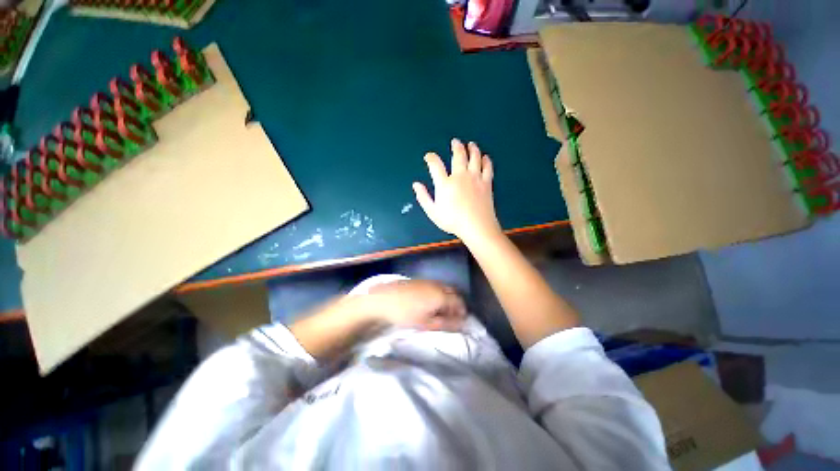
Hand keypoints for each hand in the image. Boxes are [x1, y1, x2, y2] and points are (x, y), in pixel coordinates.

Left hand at [367, 280, 466, 331]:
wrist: (383, 299)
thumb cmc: (406, 314)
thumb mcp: (426, 323)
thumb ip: (445, 324)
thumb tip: (461, 325)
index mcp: (441, 295)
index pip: (459, 302)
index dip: (462, 312)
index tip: (461, 321)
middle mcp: (437, 285)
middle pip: (453, 293)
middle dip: (456, 304)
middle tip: (451, 316)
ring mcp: (428, 281)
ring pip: (444, 288)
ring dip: (447, 298)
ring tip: (441, 310)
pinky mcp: (419, 280)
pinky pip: (435, 285)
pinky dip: (438, 293)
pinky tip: (430, 301)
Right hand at [413, 139, 501, 243]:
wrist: (477, 226)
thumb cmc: (453, 221)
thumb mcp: (433, 212)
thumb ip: (423, 197)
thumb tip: (416, 184)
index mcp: (445, 184)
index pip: (435, 165)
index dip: (431, 158)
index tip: (429, 156)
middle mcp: (460, 176)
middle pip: (458, 155)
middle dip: (456, 146)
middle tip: (455, 141)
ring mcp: (475, 178)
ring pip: (474, 157)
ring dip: (472, 149)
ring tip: (471, 144)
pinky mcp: (486, 182)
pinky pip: (487, 167)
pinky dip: (486, 160)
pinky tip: (485, 157)